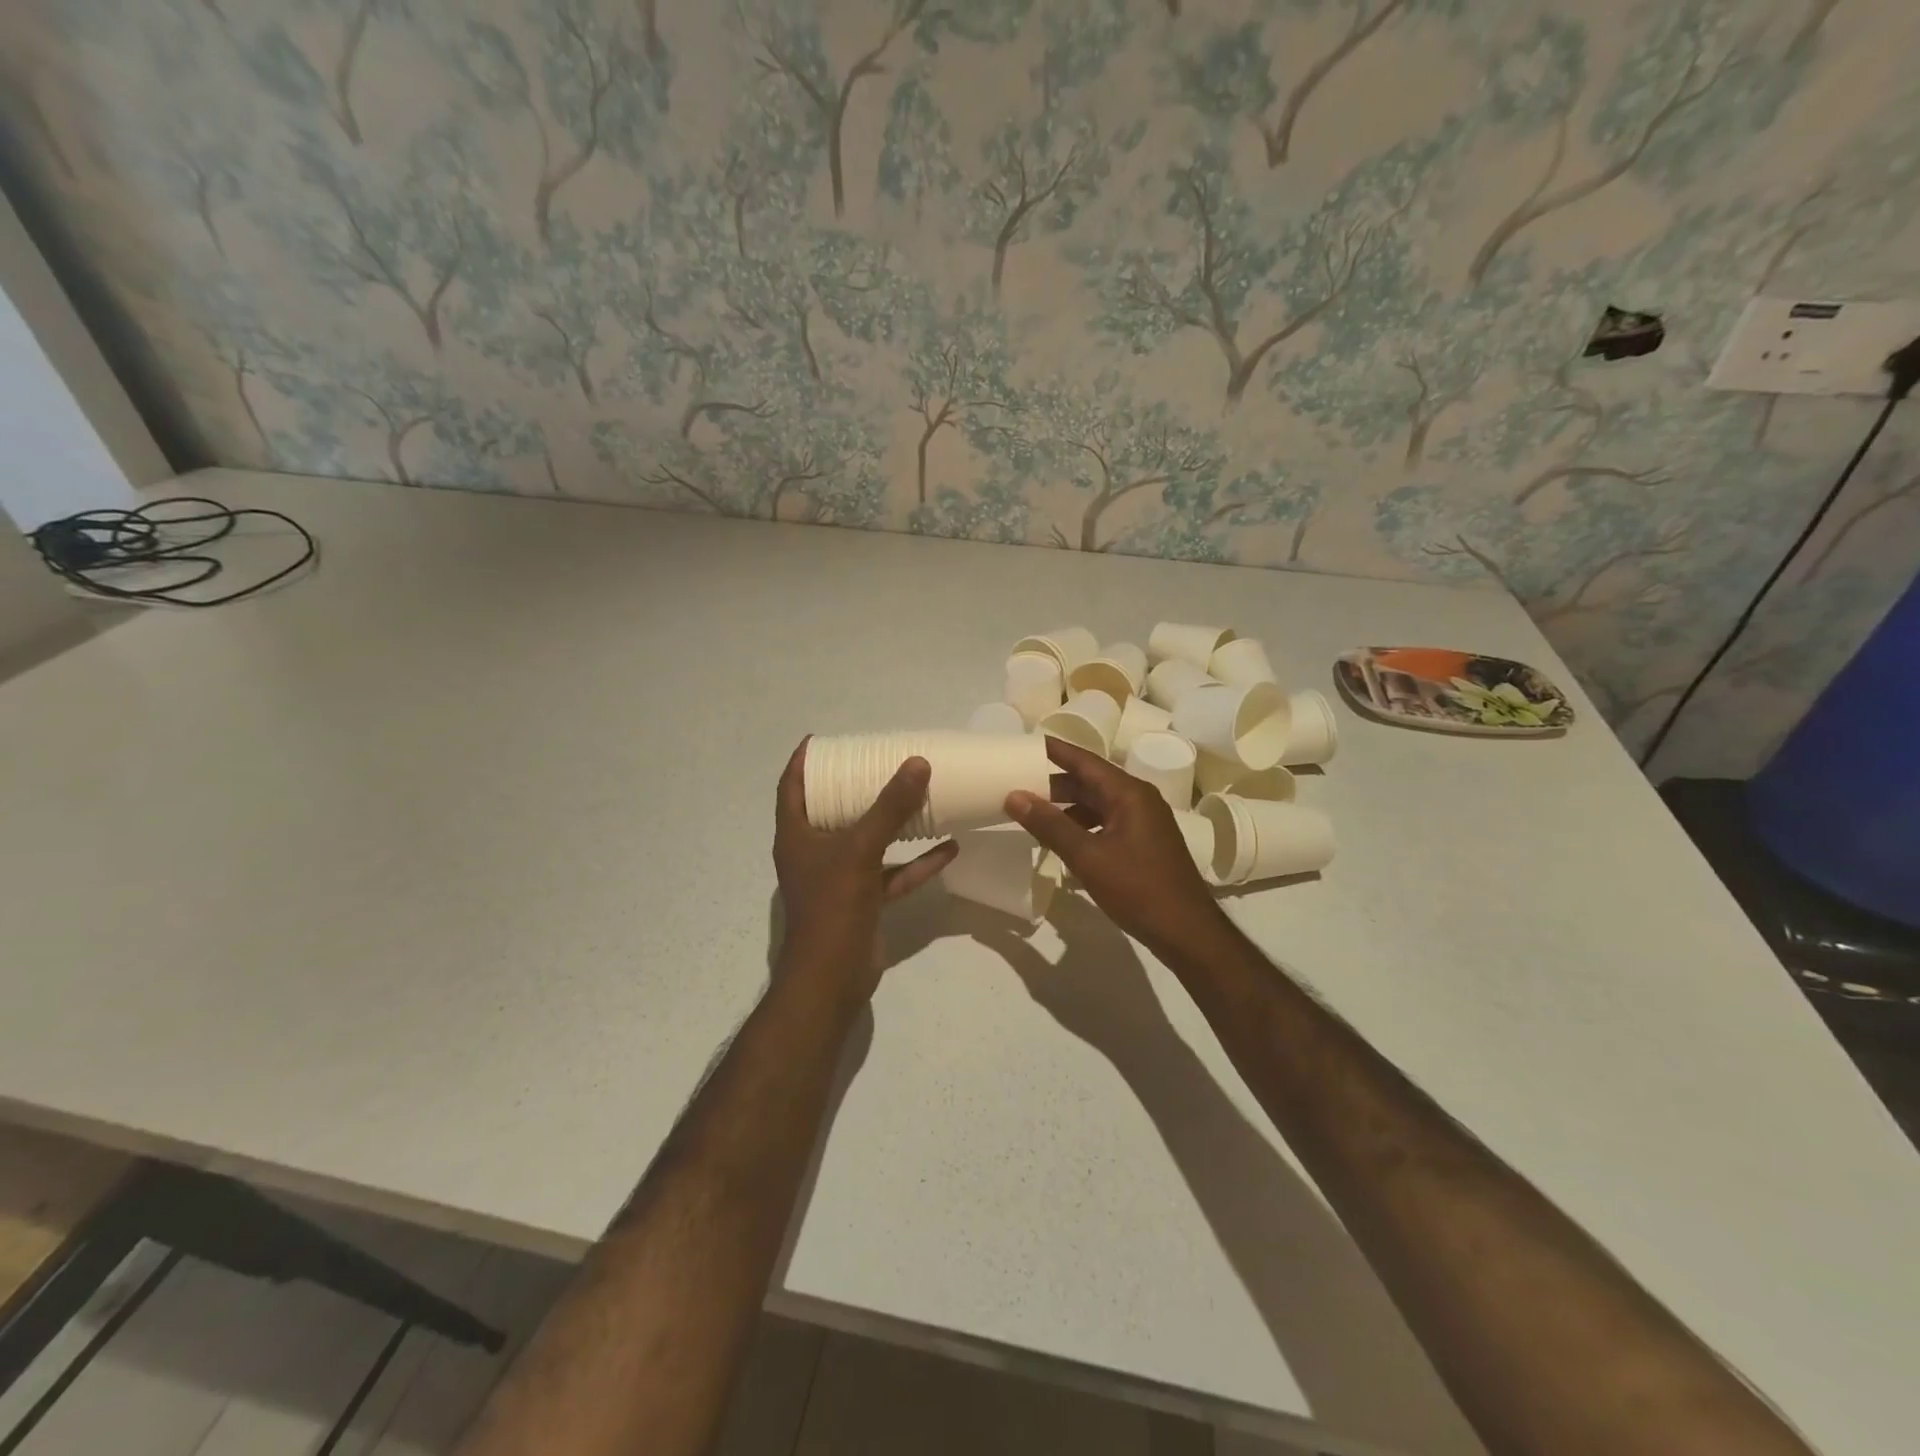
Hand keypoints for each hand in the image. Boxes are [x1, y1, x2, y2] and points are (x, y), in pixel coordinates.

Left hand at [773, 738, 956, 1001]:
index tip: (824, 738)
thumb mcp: (859, 850)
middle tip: (880, 760)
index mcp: (797, 835)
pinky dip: (916, 862)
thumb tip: (917, 763)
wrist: (832, 979)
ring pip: (867, 840)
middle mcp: (814, 852)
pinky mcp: (864, 900)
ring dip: (892, 822)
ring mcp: (840, 878)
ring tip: (918, 795)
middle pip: (832, 809)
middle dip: (855, 786)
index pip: (791, 786)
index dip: (803, 761)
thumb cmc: (832, 907)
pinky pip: (892, 873)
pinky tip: (948, 847)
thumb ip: (889, 808)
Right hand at [1006, 737, 1227, 956]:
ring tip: (1034, 815)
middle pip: (1091, 782)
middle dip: (1055, 784)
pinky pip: (1106, 822)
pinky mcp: (1144, 843)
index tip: (1026, 743)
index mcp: (1129, 793)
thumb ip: (1049, 825)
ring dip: (1067, 807)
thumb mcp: (1087, 856)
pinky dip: (1082, 825)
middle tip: (1018, 785)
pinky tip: (1064, 841)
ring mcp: (1144, 822)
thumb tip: (1014, 796)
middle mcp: (1139, 799)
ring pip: (1097, 804)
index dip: (1055, 751)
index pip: (1085, 761)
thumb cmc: (1137, 888)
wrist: (1186, 931)